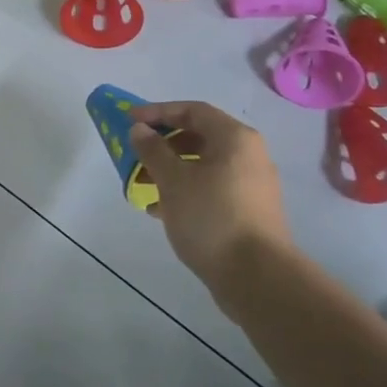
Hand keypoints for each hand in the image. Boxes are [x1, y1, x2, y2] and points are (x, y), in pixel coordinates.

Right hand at [128, 101, 292, 286]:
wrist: (256, 276)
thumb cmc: (210, 217)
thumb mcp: (173, 180)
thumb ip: (153, 150)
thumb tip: (139, 129)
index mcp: (234, 138)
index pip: (193, 110)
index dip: (158, 111)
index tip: (129, 120)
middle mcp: (249, 154)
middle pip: (199, 136)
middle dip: (163, 144)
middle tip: (135, 155)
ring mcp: (252, 184)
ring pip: (204, 165)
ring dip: (171, 170)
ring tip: (143, 188)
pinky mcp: (249, 210)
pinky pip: (212, 187)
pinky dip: (186, 190)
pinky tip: (163, 210)